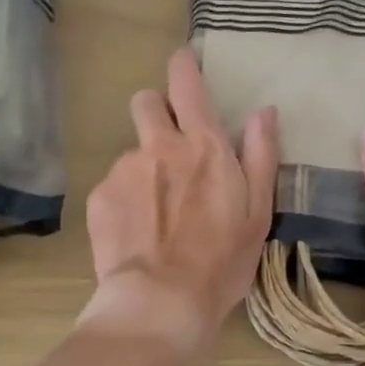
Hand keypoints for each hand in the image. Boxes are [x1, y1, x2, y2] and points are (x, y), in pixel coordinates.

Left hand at [79, 48, 278, 360]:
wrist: (161, 302)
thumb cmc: (221, 261)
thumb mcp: (258, 213)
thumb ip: (261, 156)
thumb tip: (264, 111)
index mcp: (203, 146)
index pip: (187, 83)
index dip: (183, 66)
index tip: (183, 63)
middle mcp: (158, 146)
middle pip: (145, 102)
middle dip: (155, 111)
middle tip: (169, 146)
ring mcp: (123, 171)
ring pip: (131, 153)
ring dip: (144, 170)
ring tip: (157, 216)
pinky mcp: (99, 198)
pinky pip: (113, 188)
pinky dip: (125, 202)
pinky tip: (137, 235)